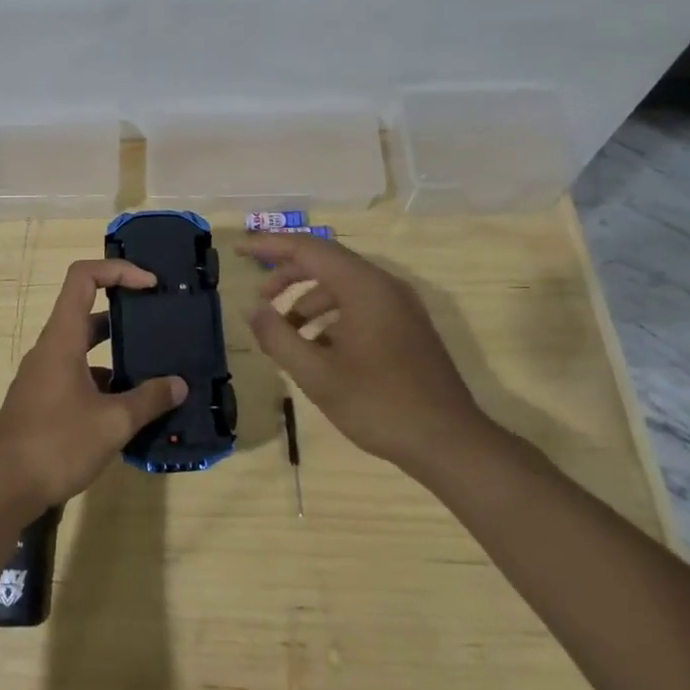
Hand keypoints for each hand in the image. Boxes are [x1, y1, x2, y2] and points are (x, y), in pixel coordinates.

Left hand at [0, 259, 187, 519]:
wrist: (2, 488)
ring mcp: (44, 375)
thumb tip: (179, 385)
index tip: (151, 285)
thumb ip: (148, 400)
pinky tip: (130, 406)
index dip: (118, 269)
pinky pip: (78, 374)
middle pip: (87, 309)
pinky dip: (105, 380)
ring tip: (154, 364)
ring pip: (84, 346)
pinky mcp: (44, 400)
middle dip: (124, 310)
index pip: (84, 277)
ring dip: (116, 350)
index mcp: (62, 338)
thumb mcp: (112, 423)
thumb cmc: (56, 444)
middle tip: (159, 320)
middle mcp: (51, 348)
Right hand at [240, 232, 488, 469]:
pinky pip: (361, 304)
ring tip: (285, 332)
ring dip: (308, 300)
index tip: (239, 249)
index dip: (269, 246)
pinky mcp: (408, 327)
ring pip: (343, 285)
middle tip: (259, 299)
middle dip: (287, 275)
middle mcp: (384, 285)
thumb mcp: (317, 374)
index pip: (307, 248)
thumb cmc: (379, 404)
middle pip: (326, 262)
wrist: (450, 443)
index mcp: (363, 286)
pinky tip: (317, 347)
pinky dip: (331, 315)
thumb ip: (278, 337)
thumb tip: (252, 309)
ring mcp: (400, 306)